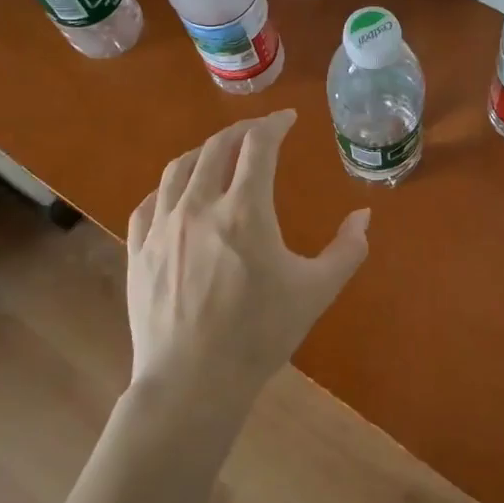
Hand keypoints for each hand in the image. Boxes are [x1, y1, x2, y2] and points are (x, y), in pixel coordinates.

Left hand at [125, 110, 369, 414]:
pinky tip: (177, 193)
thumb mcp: (316, 291)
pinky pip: (150, 202)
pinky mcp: (139, 251)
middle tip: (259, 130)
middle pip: (216, 147)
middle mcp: (199, 206)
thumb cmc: (259, 334)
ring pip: (179, 169)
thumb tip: (364, 216)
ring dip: (204, 151)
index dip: (274, 124)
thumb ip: (347, 249)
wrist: (192, 383)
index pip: (258, 146)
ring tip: (219, 152)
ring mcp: (162, 227)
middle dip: (241, 131)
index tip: (287, 119)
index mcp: (244, 210)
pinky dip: (168, 186)